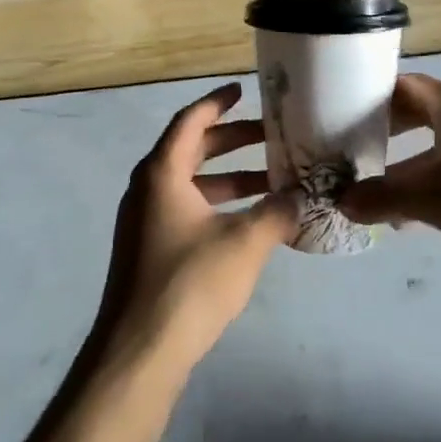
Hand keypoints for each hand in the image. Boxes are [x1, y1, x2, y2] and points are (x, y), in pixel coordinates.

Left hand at [98, 84, 298, 372]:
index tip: (243, 90)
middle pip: (192, 150)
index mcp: (161, 173)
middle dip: (232, 141)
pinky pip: (186, 209)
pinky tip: (250, 222)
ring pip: (191, 184)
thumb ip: (277, 212)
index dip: (217, 102)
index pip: (190, 121)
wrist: (139, 351)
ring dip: (230, 179)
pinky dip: (217, 205)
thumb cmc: (190, 283)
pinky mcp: (148, 249)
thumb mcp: (245, 243)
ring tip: (273, 181)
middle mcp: (147, 188)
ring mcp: (144, 220)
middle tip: (272, 136)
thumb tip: (302, 196)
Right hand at [339, 74, 440, 287]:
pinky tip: (416, 217)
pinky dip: (433, 183)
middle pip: (418, 113)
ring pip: (438, 144)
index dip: (368, 96)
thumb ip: (382, 198)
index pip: (402, 85)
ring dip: (408, 164)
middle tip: (351, 150)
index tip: (338, 113)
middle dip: (384, 133)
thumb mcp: (430, 199)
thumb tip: (341, 202)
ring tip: (376, 189)